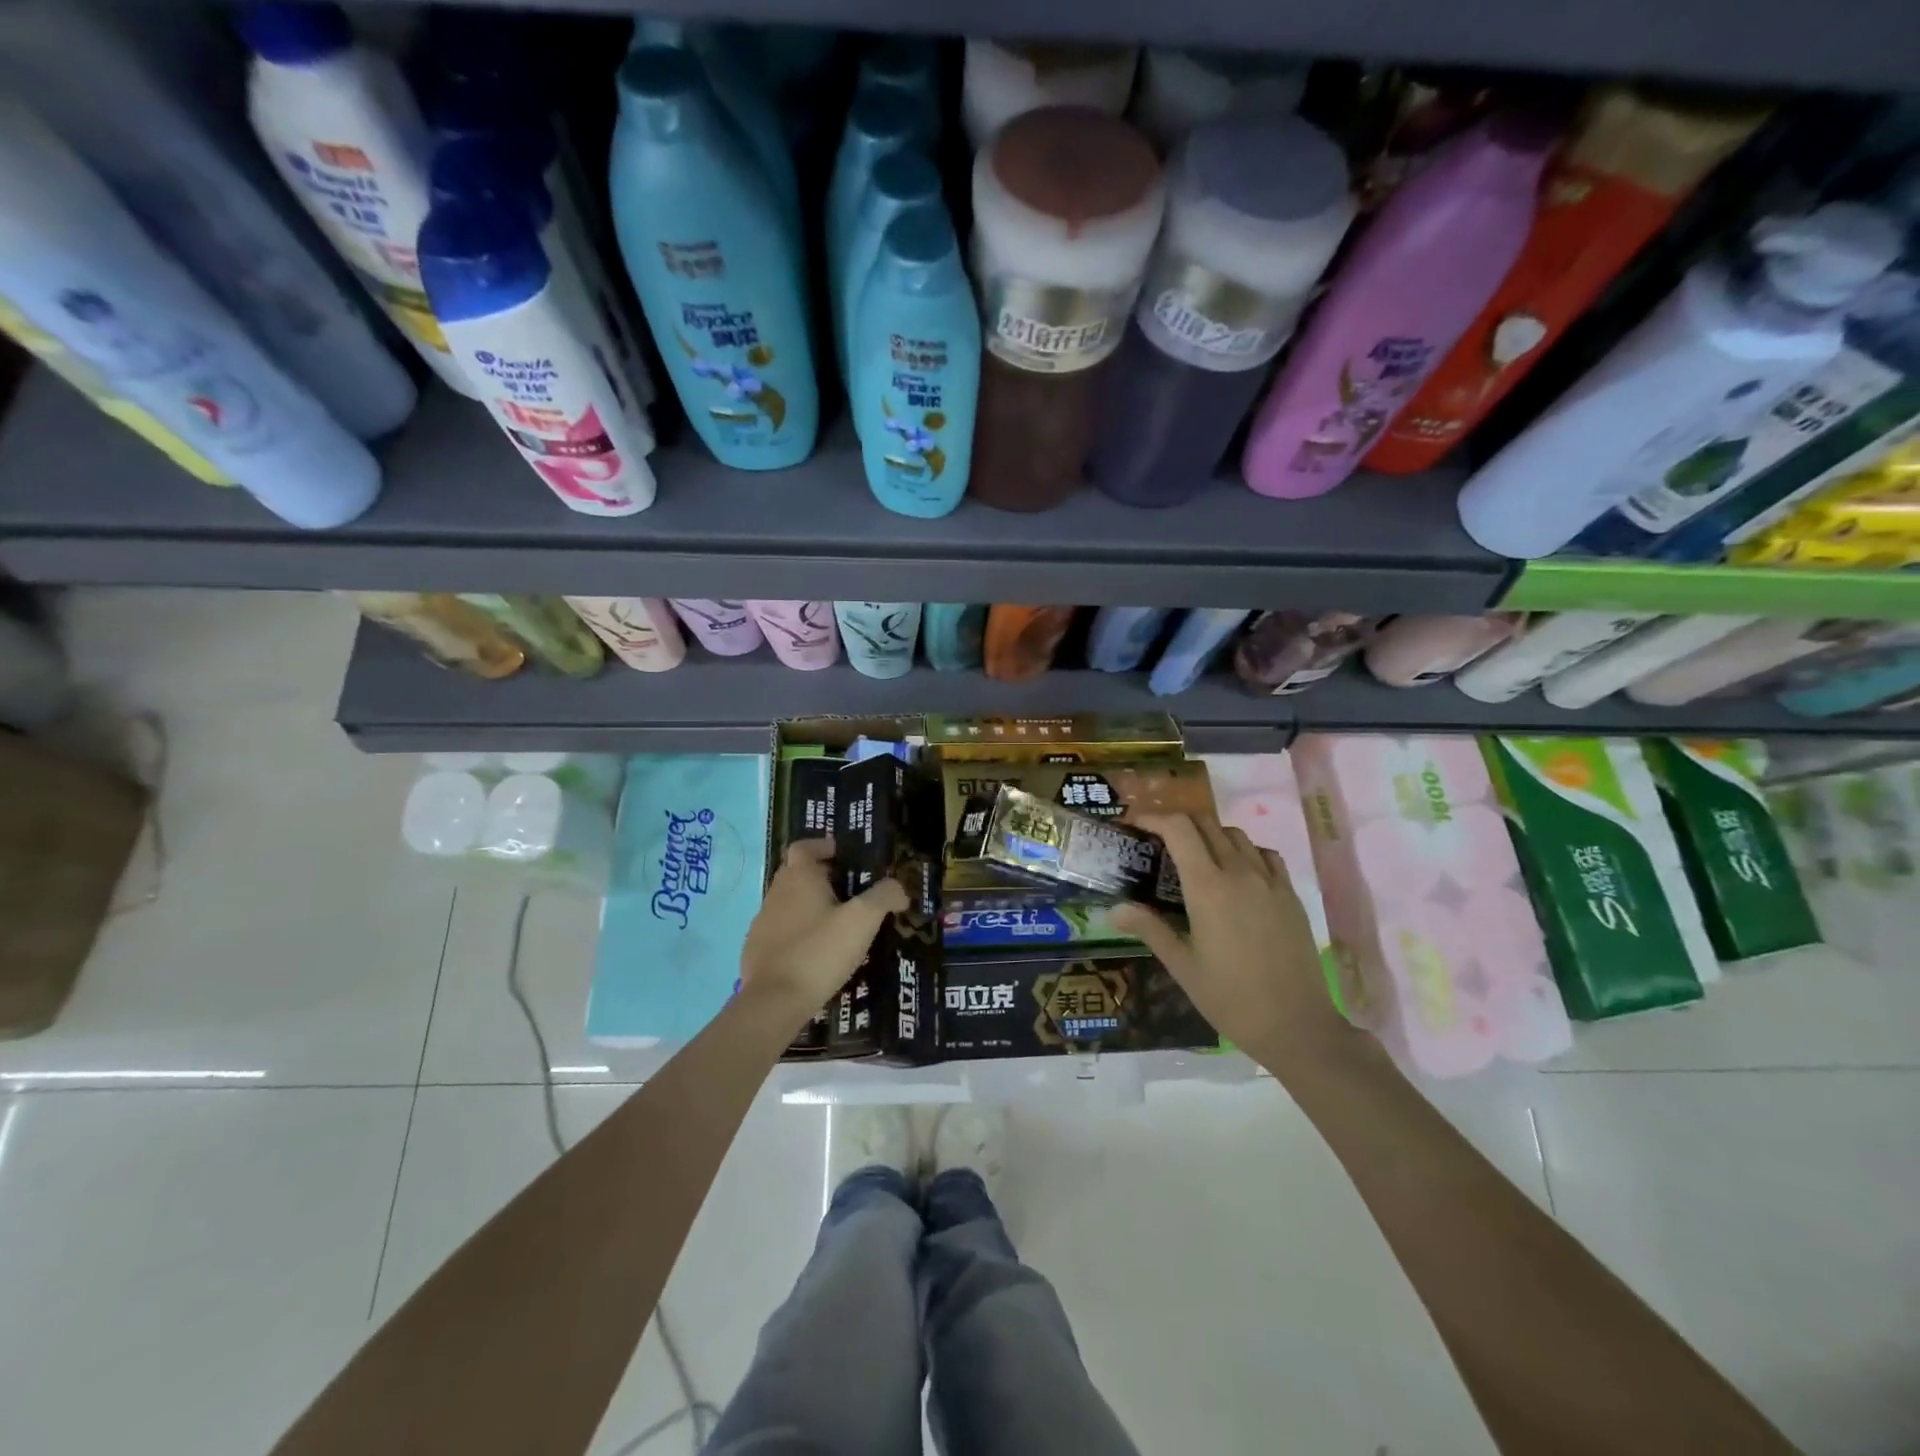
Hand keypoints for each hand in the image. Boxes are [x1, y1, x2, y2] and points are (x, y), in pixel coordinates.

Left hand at [741, 839, 906, 1024]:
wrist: (775, 1001)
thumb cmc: (820, 951)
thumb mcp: (863, 920)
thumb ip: (884, 896)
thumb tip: (898, 887)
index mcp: (799, 877)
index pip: (804, 846)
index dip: (822, 846)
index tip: (842, 855)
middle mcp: (776, 893)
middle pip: (797, 874)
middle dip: (821, 878)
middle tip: (849, 892)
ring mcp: (762, 923)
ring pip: (789, 903)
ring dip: (809, 906)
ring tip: (837, 925)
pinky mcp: (756, 950)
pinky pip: (781, 931)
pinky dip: (798, 933)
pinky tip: (816, 953)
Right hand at [1111, 813, 1346, 1060]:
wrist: (1297, 1026)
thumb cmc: (1230, 998)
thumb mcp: (1182, 966)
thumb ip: (1149, 929)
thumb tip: (1116, 909)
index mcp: (1208, 888)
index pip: (1179, 829)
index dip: (1154, 818)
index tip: (1136, 825)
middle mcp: (1240, 873)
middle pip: (1207, 823)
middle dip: (1179, 823)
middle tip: (1160, 842)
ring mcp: (1270, 881)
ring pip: (1237, 835)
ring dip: (1211, 835)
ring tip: (1197, 857)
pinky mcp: (1290, 895)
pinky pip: (1265, 855)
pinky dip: (1244, 851)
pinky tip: (1237, 874)